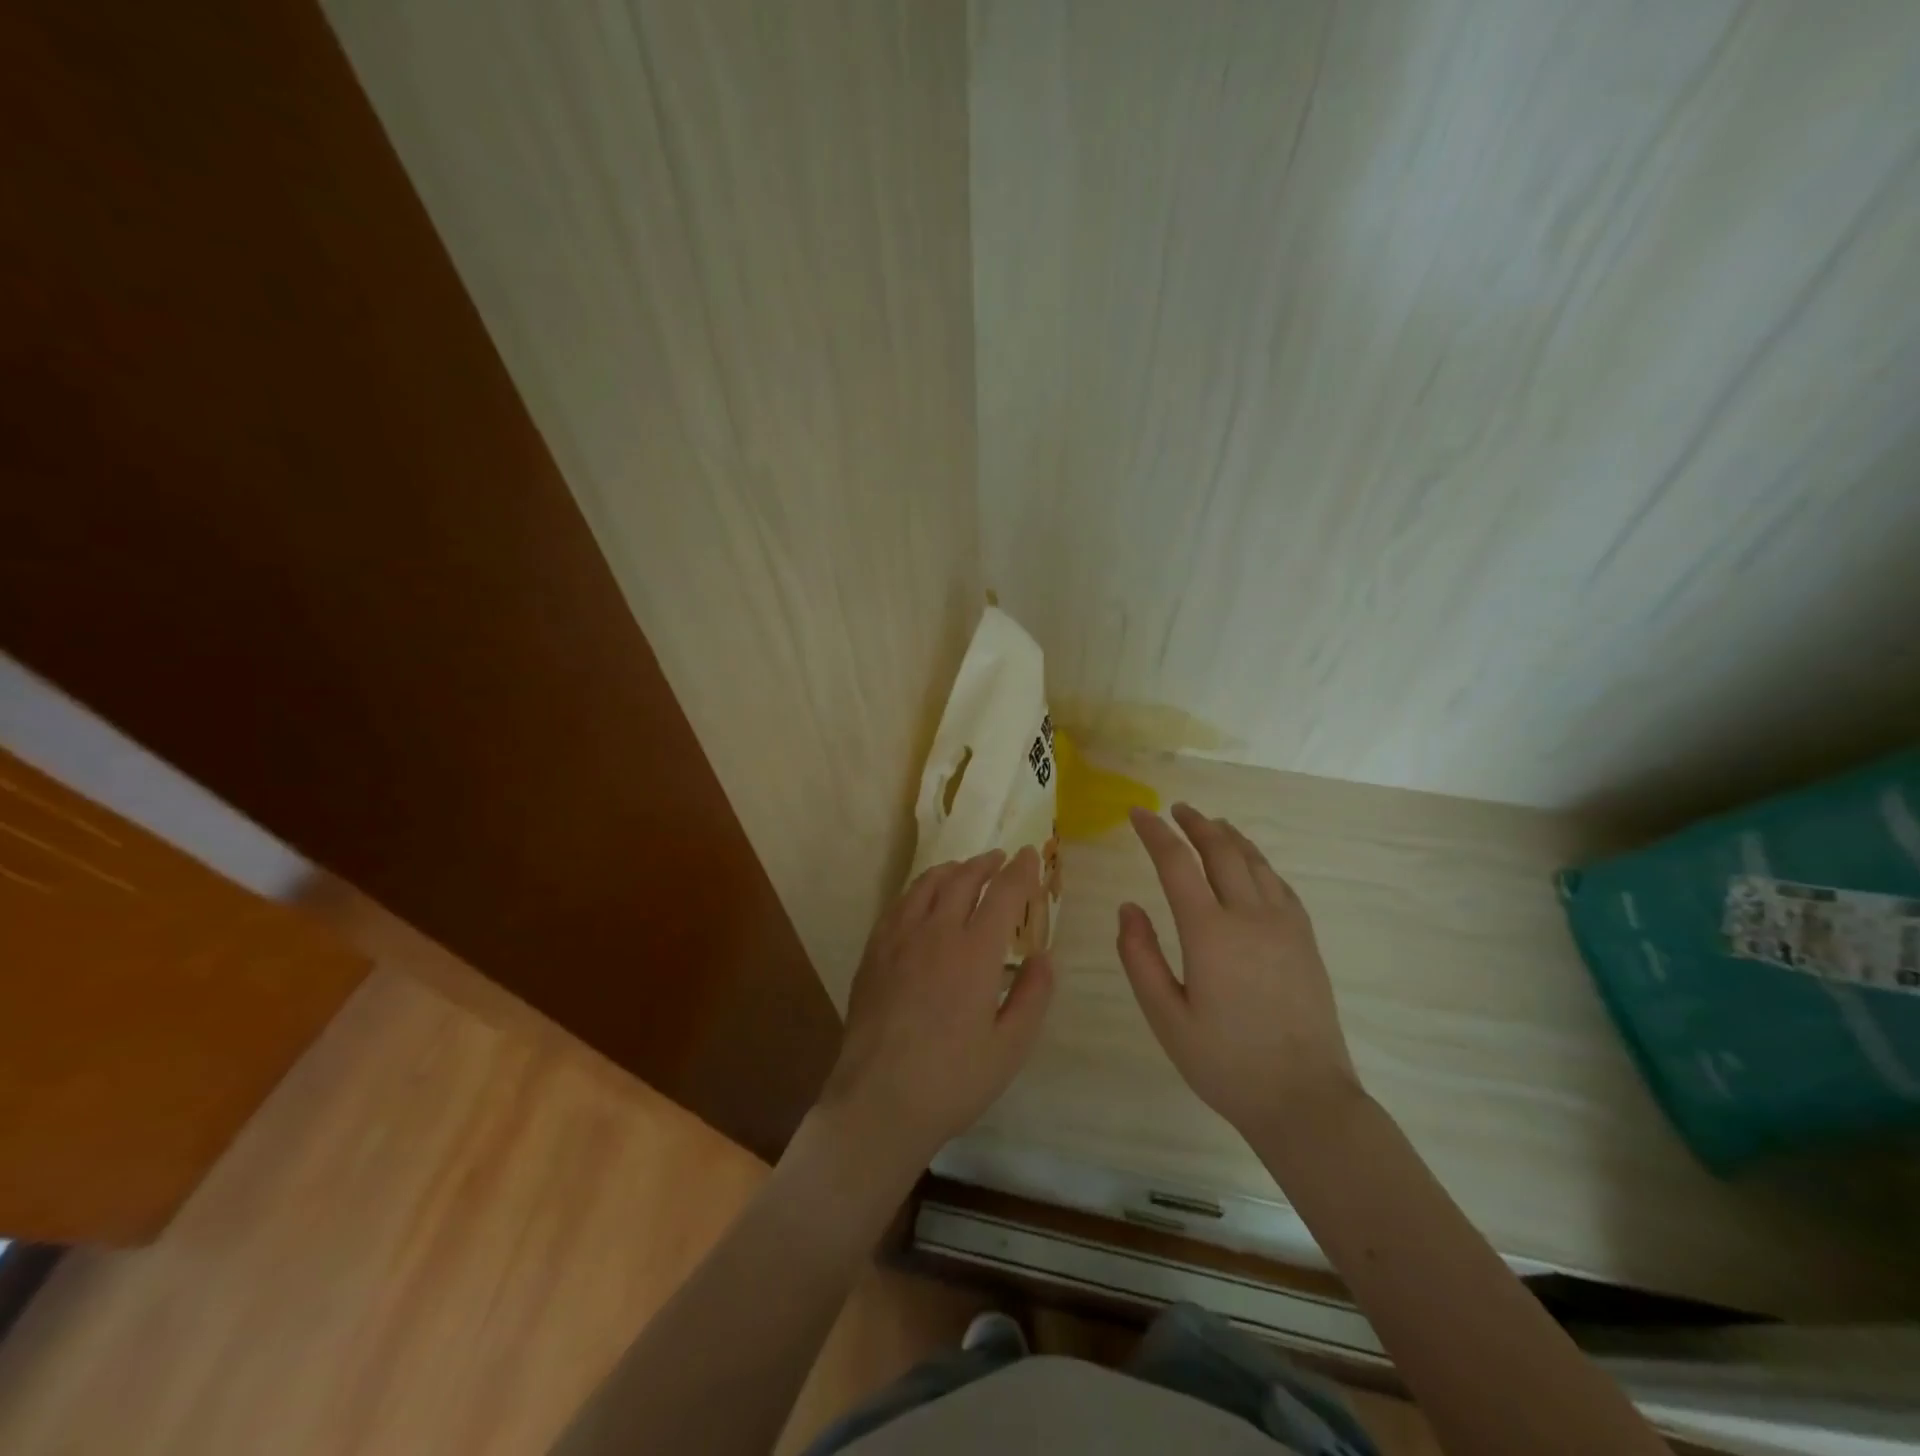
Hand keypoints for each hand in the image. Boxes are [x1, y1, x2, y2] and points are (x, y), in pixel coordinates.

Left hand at [818, 847, 1054, 1176]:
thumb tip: (1044, 955)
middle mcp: (937, 932)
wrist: (878, 1100)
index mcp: (975, 952)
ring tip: (964, 869)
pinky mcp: (874, 952)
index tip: (1031, 855)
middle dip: (985, 863)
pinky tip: (923, 899)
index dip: (1021, 870)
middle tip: (1000, 858)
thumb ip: (1033, 995)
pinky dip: (919, 889)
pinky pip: (900, 904)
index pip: (1003, 893)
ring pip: (927, 885)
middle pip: (963, 879)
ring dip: (951, 870)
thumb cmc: (953, 1079)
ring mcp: (899, 939)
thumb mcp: (1010, 1047)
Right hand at [1117, 803, 1359, 1143]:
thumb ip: (1140, 957)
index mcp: (1210, 933)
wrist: (1304, 1099)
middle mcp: (1250, 917)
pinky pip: (1280, 884)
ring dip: (1228, 836)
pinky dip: (1258, 862)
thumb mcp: (1166, 1018)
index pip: (1177, 863)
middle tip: (1174, 809)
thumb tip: (1128, 907)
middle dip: (1195, 824)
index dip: (1155, 833)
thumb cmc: (1225, 1063)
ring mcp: (1284, 926)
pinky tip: (1251, 864)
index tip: (1137, 813)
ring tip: (1210, 823)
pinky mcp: (1305, 940)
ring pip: (1255, 862)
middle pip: (1221, 850)